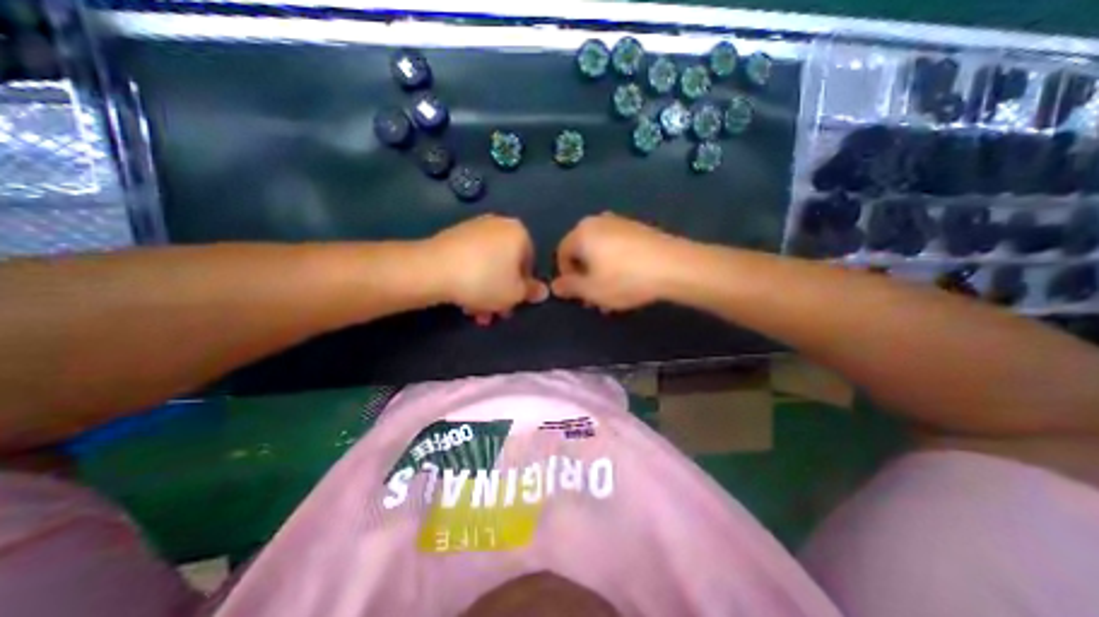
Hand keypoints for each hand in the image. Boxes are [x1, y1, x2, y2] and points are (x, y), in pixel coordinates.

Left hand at [429, 215, 549, 325]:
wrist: (432, 269)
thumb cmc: (484, 280)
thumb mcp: (514, 293)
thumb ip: (531, 292)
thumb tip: (542, 291)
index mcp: (518, 233)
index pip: (530, 264)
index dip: (523, 288)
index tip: (512, 305)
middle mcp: (498, 225)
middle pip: (507, 266)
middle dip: (501, 293)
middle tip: (494, 313)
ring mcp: (474, 229)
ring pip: (488, 266)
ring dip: (486, 291)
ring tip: (475, 312)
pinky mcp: (453, 236)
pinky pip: (471, 261)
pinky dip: (471, 279)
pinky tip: (463, 299)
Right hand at [555, 212, 683, 310]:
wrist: (674, 266)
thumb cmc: (624, 279)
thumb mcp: (591, 289)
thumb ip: (569, 287)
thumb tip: (554, 286)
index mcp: (582, 232)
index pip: (562, 253)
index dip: (565, 276)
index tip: (577, 294)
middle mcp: (598, 221)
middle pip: (583, 252)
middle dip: (585, 276)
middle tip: (594, 297)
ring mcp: (621, 223)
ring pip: (601, 251)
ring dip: (601, 273)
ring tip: (612, 294)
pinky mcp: (639, 229)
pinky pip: (618, 247)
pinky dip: (616, 264)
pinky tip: (628, 281)